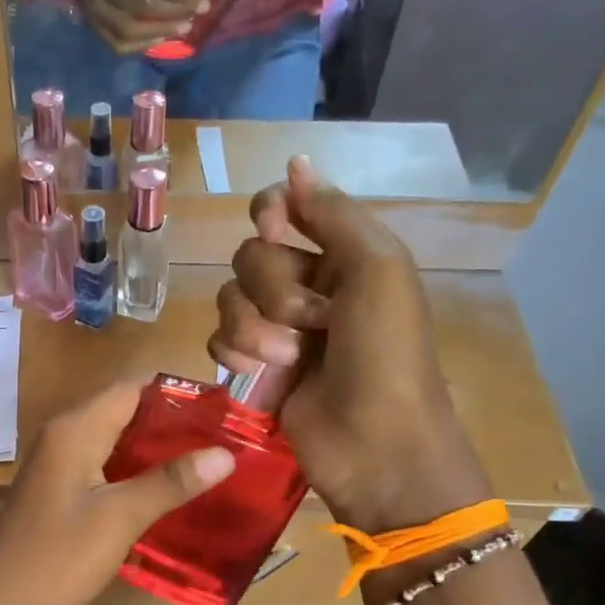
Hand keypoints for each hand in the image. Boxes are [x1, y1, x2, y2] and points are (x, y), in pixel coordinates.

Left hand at [0, 380, 235, 604]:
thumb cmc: (58, 557)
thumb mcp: (120, 517)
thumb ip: (170, 481)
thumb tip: (226, 452)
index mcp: (74, 429)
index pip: (132, 388)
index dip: (176, 393)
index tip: (221, 409)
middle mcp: (63, 438)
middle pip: (124, 413)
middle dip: (171, 424)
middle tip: (222, 439)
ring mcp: (59, 468)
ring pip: (115, 444)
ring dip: (155, 451)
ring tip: (206, 464)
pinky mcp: (60, 496)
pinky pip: (104, 470)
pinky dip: (135, 475)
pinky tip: (167, 493)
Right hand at [59, 0, 208, 53]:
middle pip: (140, 8)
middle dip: (174, 12)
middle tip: (201, 11)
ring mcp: (93, 11)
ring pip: (129, 30)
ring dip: (161, 32)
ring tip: (185, 28)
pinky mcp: (92, 25)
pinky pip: (117, 44)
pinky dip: (141, 45)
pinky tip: (160, 40)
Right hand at [207, 156, 491, 532]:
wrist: (376, 444)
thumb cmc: (385, 354)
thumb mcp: (377, 270)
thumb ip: (333, 214)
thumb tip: (295, 161)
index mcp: (340, 255)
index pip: (281, 208)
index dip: (270, 215)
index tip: (277, 230)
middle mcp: (306, 284)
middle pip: (249, 255)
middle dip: (274, 290)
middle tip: (311, 322)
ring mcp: (277, 327)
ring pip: (228, 298)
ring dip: (255, 329)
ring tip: (291, 360)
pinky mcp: (254, 366)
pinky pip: (218, 338)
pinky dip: (237, 355)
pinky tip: (264, 376)